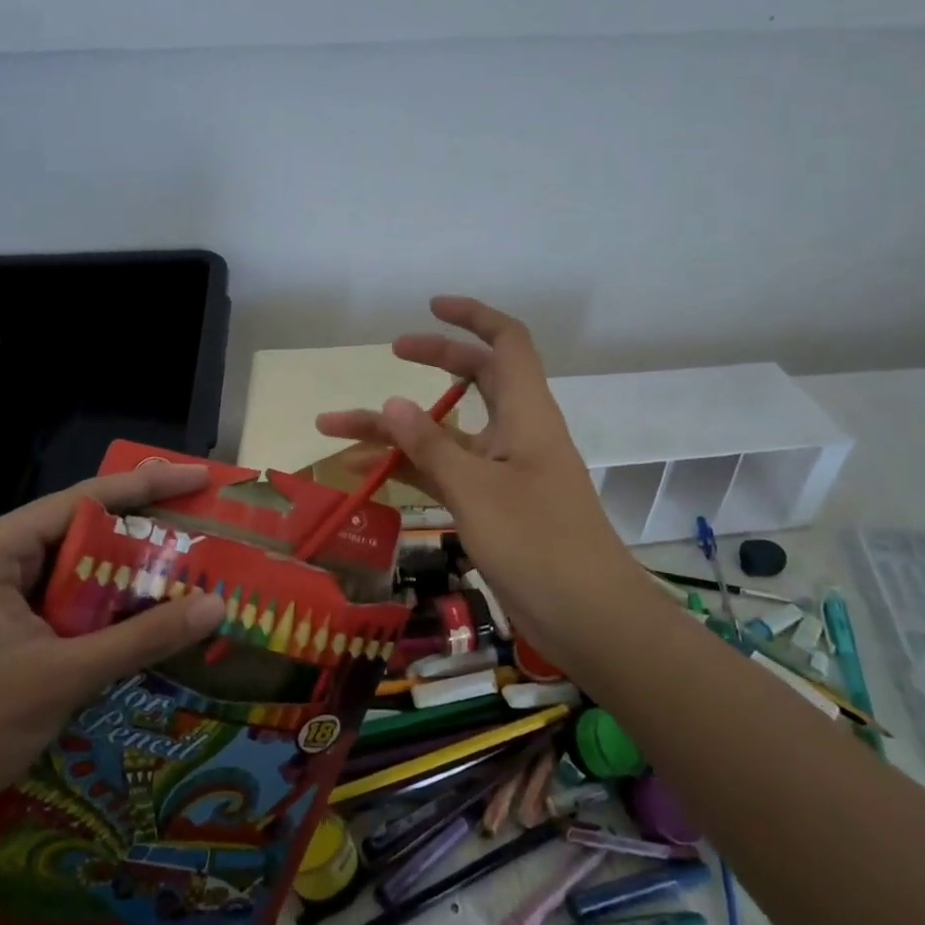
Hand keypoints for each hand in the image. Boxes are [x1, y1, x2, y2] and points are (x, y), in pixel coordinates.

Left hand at [0, 464, 226, 847]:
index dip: (148, 486)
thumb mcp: (60, 677)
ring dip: (129, 581)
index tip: (201, 480)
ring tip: (191, 576)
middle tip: (205, 531)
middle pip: (84, 535)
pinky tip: (149, 629)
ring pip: (78, 579)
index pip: (84, 500)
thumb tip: (217, 605)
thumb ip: (141, 638)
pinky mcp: (2, 644)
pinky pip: (67, 615)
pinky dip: (107, 618)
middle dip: (145, 535)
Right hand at [316, 296, 635, 669]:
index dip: (473, 316)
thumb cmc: (538, 542)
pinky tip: (365, 475)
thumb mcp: (476, 489)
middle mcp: (516, 432)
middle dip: (433, 361)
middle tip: (390, 354)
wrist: (588, 617)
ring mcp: (504, 470)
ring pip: (448, 433)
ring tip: (336, 429)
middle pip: (475, 379)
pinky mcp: (494, 505)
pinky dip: (409, 469)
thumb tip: (391, 402)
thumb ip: (431, 445)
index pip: (507, 342)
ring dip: (399, 429)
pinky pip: (445, 473)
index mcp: (526, 412)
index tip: (432, 307)